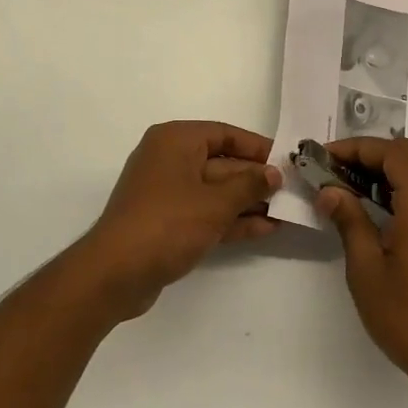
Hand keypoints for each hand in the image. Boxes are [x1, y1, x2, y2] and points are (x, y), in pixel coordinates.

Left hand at [73, 121, 281, 321]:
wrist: (115, 273)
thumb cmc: (167, 224)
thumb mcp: (215, 203)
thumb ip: (249, 185)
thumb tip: (273, 173)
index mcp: (176, 140)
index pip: (224, 134)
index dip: (256, 147)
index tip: (286, 161)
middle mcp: (169, 159)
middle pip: (221, 163)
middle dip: (255, 179)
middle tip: (292, 191)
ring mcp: (167, 192)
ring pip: (215, 191)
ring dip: (247, 202)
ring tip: (285, 213)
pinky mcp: (167, 221)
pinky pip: (205, 212)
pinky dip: (231, 219)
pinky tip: (264, 229)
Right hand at [317, 137, 407, 395]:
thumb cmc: (407, 315)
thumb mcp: (366, 267)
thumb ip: (349, 220)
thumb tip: (329, 191)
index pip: (392, 152)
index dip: (356, 148)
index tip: (323, 158)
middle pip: (407, 156)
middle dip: (367, 156)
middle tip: (332, 171)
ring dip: (383, 172)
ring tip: (346, 188)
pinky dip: (399, 190)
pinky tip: (374, 211)